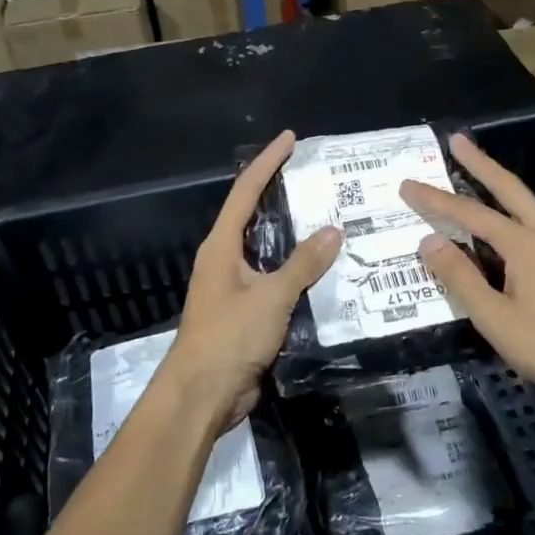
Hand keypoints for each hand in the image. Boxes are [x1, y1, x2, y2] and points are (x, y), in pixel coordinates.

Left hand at [163, 131, 341, 433]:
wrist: (202, 395)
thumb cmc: (229, 337)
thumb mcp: (270, 297)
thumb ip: (303, 264)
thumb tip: (333, 230)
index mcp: (222, 246)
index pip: (246, 192)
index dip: (267, 162)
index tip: (290, 138)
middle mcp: (225, 260)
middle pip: (254, 216)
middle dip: (282, 194)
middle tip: (317, 178)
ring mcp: (233, 287)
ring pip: (267, 251)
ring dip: (294, 236)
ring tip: (329, 218)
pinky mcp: (245, 313)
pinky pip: (274, 281)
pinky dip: (297, 271)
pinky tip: (323, 270)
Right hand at [401, 133, 534, 413]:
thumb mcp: (496, 319)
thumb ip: (461, 278)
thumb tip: (429, 241)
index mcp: (525, 244)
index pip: (470, 214)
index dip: (436, 200)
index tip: (408, 185)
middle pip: (509, 188)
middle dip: (480, 162)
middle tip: (457, 140)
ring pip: (527, 203)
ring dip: (500, 183)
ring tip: (477, 171)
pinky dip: (515, 209)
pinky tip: (509, 222)